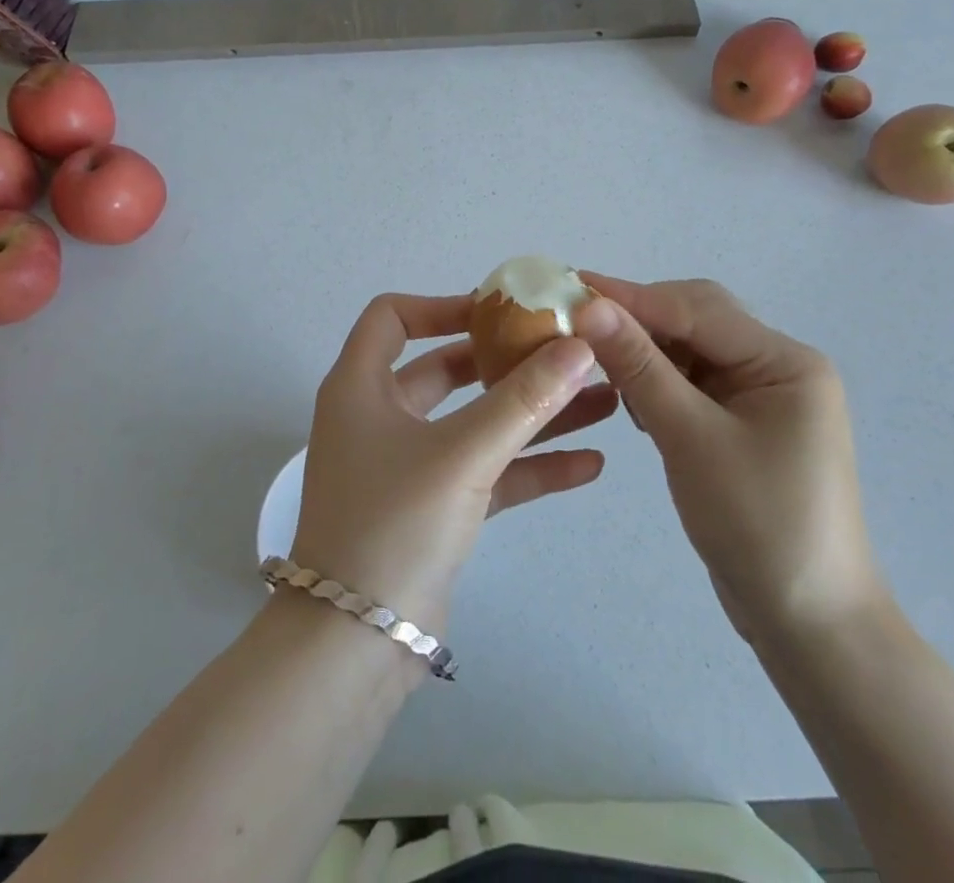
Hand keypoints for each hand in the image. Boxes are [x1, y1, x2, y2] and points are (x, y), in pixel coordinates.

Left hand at [290, 294, 618, 640]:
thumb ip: (523, 400)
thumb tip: (579, 346)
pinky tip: (589, 465)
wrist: (352, 647)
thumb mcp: (461, 454)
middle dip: (508, 362)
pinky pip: (487, 472)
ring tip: (601, 400)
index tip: (499, 311)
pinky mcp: (434, 508)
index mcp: (361, 386)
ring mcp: (408, 465)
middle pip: (446, 368)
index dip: (442, 305)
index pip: (392, 317)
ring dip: (533, 413)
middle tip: (564, 351)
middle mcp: (380, 416)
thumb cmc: (392, 524)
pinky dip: (529, 466)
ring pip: (476, 423)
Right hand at [573, 274, 884, 646]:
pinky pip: (694, 383)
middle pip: (698, 321)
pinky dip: (660, 384)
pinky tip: (635, 403)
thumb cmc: (758, 525)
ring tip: (602, 366)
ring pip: (691, 351)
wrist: (809, 626)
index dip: (632, 297)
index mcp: (786, 361)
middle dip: (640, 322)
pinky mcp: (744, 424)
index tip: (572, 285)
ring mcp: (763, 397)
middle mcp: (779, 367)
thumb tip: (589, 305)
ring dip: (647, 354)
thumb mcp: (691, 438)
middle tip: (579, 324)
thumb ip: (640, 366)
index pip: (698, 309)